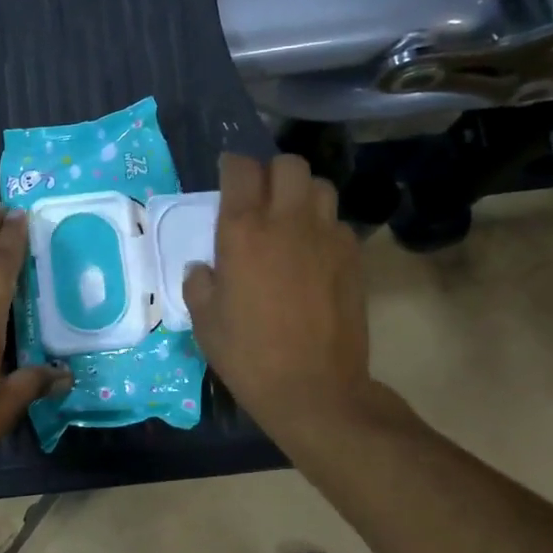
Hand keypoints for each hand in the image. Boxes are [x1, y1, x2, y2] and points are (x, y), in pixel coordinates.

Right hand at [183, 154, 377, 445]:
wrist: (314, 387)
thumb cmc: (248, 355)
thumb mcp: (205, 321)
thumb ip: (199, 283)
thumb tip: (204, 268)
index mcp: (243, 231)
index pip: (240, 169)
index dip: (232, 167)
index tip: (227, 177)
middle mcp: (287, 221)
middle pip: (289, 165)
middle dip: (272, 173)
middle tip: (261, 198)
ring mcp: (326, 236)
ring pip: (320, 187)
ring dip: (302, 194)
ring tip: (290, 220)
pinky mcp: (353, 257)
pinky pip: (337, 223)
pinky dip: (323, 228)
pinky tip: (312, 255)